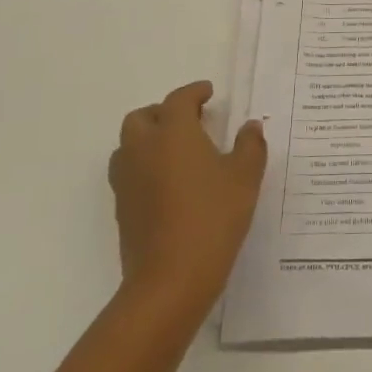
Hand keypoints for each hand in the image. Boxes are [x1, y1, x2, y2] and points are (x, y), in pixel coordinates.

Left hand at [109, 81, 266, 315]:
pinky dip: (145, 165)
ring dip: (149, 138)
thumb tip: (250, 127)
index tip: (209, 93)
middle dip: (164, 112)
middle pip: (142, 117)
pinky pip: (129, 172)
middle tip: (191, 121)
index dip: (194, 92)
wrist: (170, 279)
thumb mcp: (245, 178)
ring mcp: (127, 180)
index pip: (179, 100)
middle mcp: (143, 149)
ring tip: (177, 151)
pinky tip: (169, 183)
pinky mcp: (122, 208)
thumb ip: (250, 146)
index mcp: (173, 133)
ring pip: (129, 144)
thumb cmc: (212, 218)